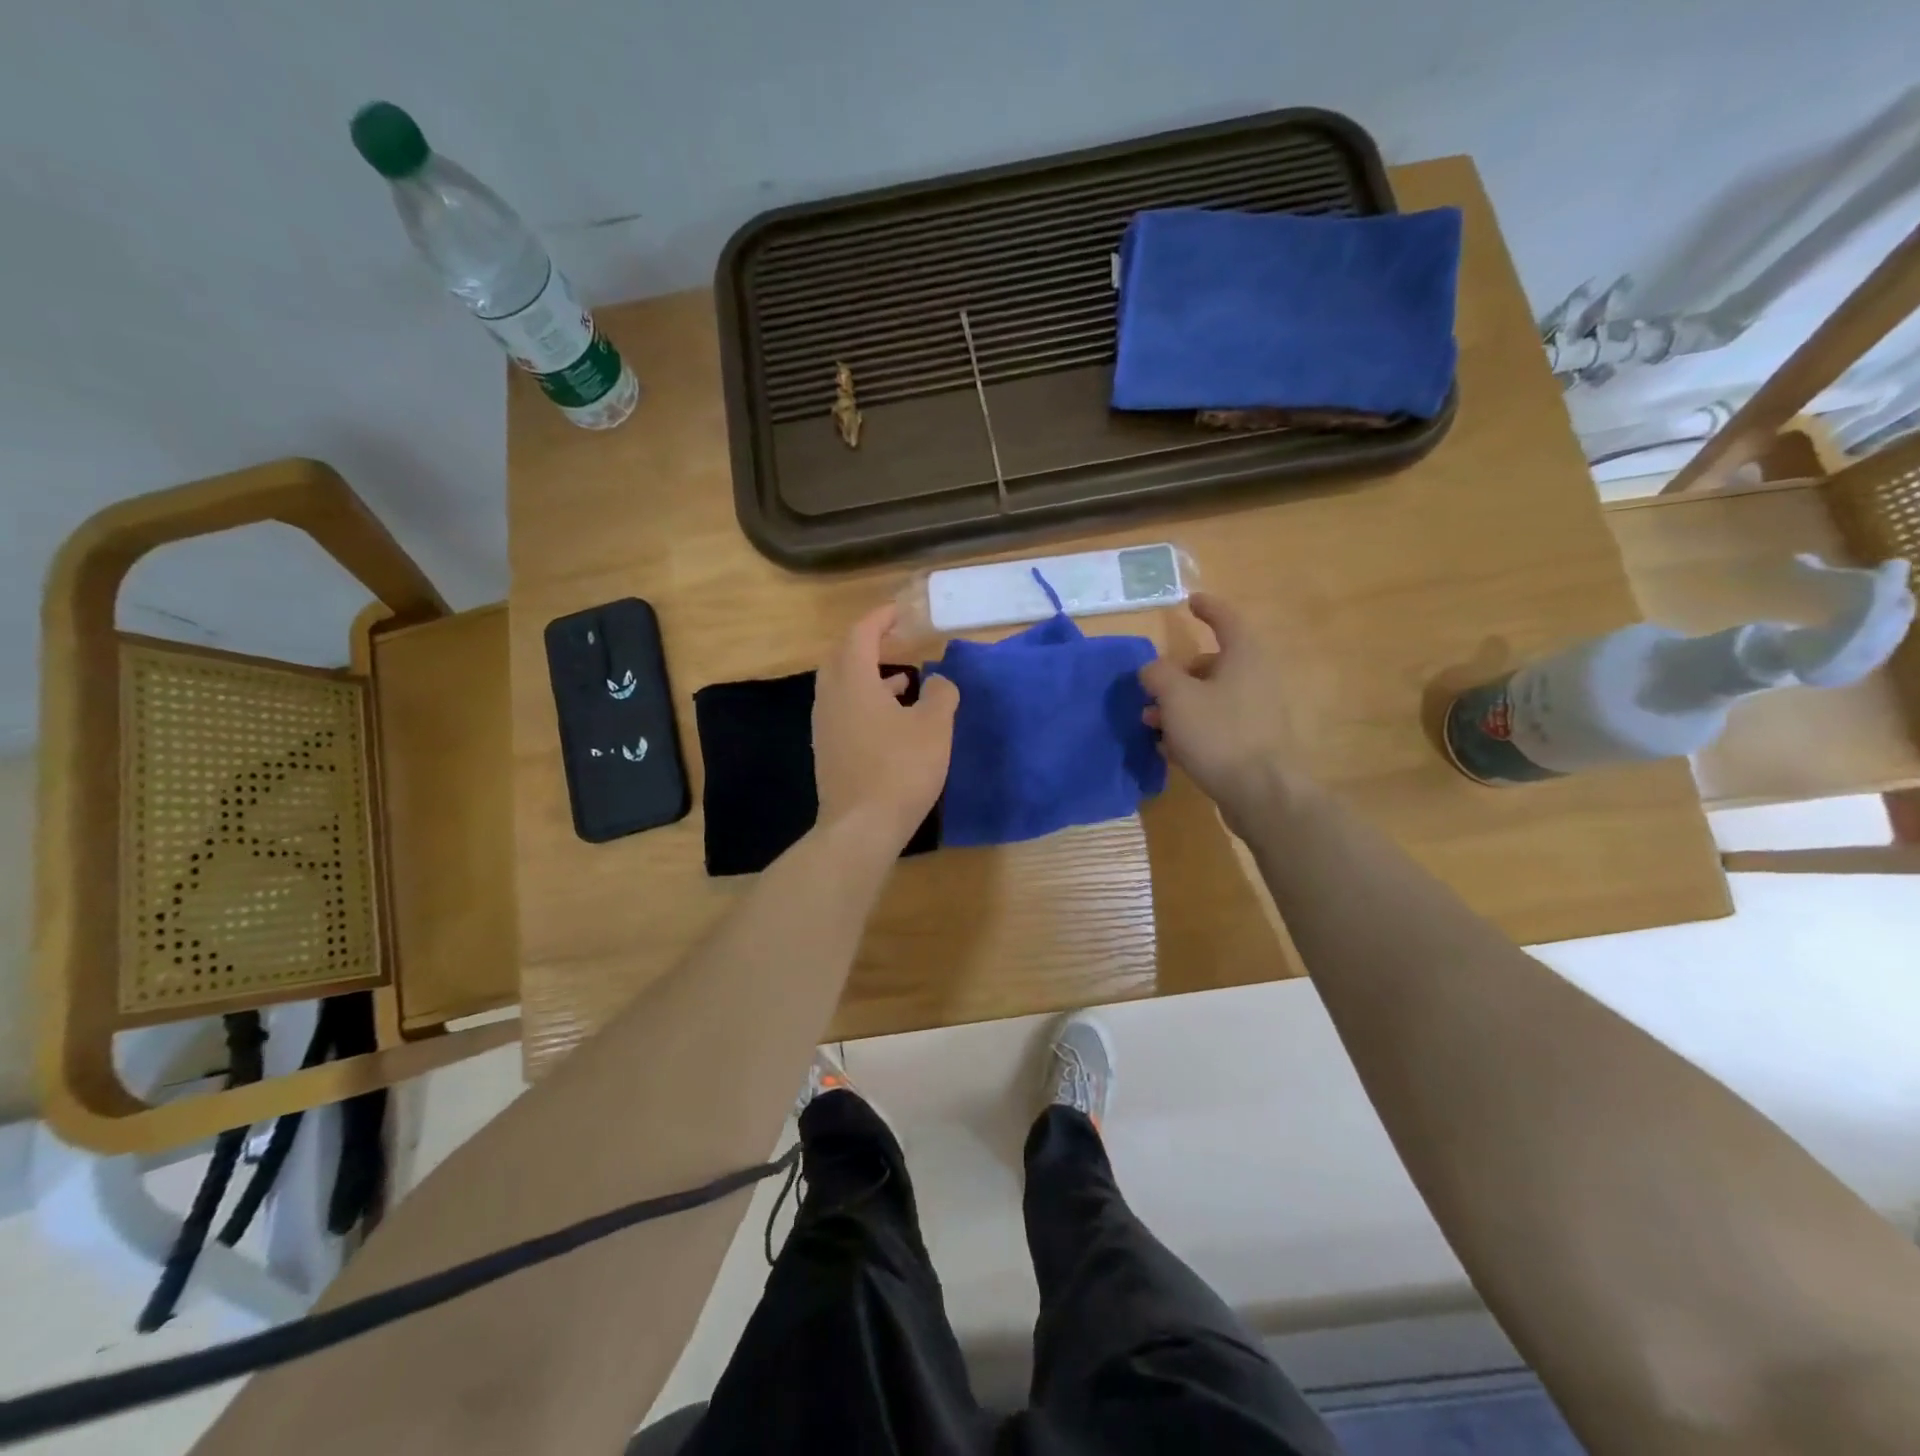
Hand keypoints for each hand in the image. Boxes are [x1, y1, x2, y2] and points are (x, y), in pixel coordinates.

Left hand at [813, 603, 959, 853]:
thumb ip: (942, 695)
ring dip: (869, 675)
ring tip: (903, 679)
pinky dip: (865, 701)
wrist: (860, 828)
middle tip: (895, 641)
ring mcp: (825, 727)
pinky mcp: (829, 752)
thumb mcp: (934, 727)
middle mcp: (831, 698)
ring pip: (842, 686)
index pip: (860, 635)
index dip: (879, 619)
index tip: (899, 612)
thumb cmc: (900, 769)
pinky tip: (891, 719)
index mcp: (852, 682)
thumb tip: (940, 680)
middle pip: (842, 657)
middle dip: (868, 644)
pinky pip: (844, 711)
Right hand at [1139, 594, 1299, 828]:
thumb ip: (1158, 674)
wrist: (1261, 793)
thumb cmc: (1218, 734)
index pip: (1225, 619)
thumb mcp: (1176, 698)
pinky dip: (1193, 728)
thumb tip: (1152, 669)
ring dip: (1179, 706)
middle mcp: (1256, 677)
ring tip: (1152, 725)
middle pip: (1212, 664)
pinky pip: (1218, 724)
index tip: (1189, 601)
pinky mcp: (1255, 741)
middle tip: (1151, 691)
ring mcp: (1258, 711)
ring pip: (1211, 697)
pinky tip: (1171, 749)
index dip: (1206, 608)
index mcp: (1244, 656)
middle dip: (1177, 675)